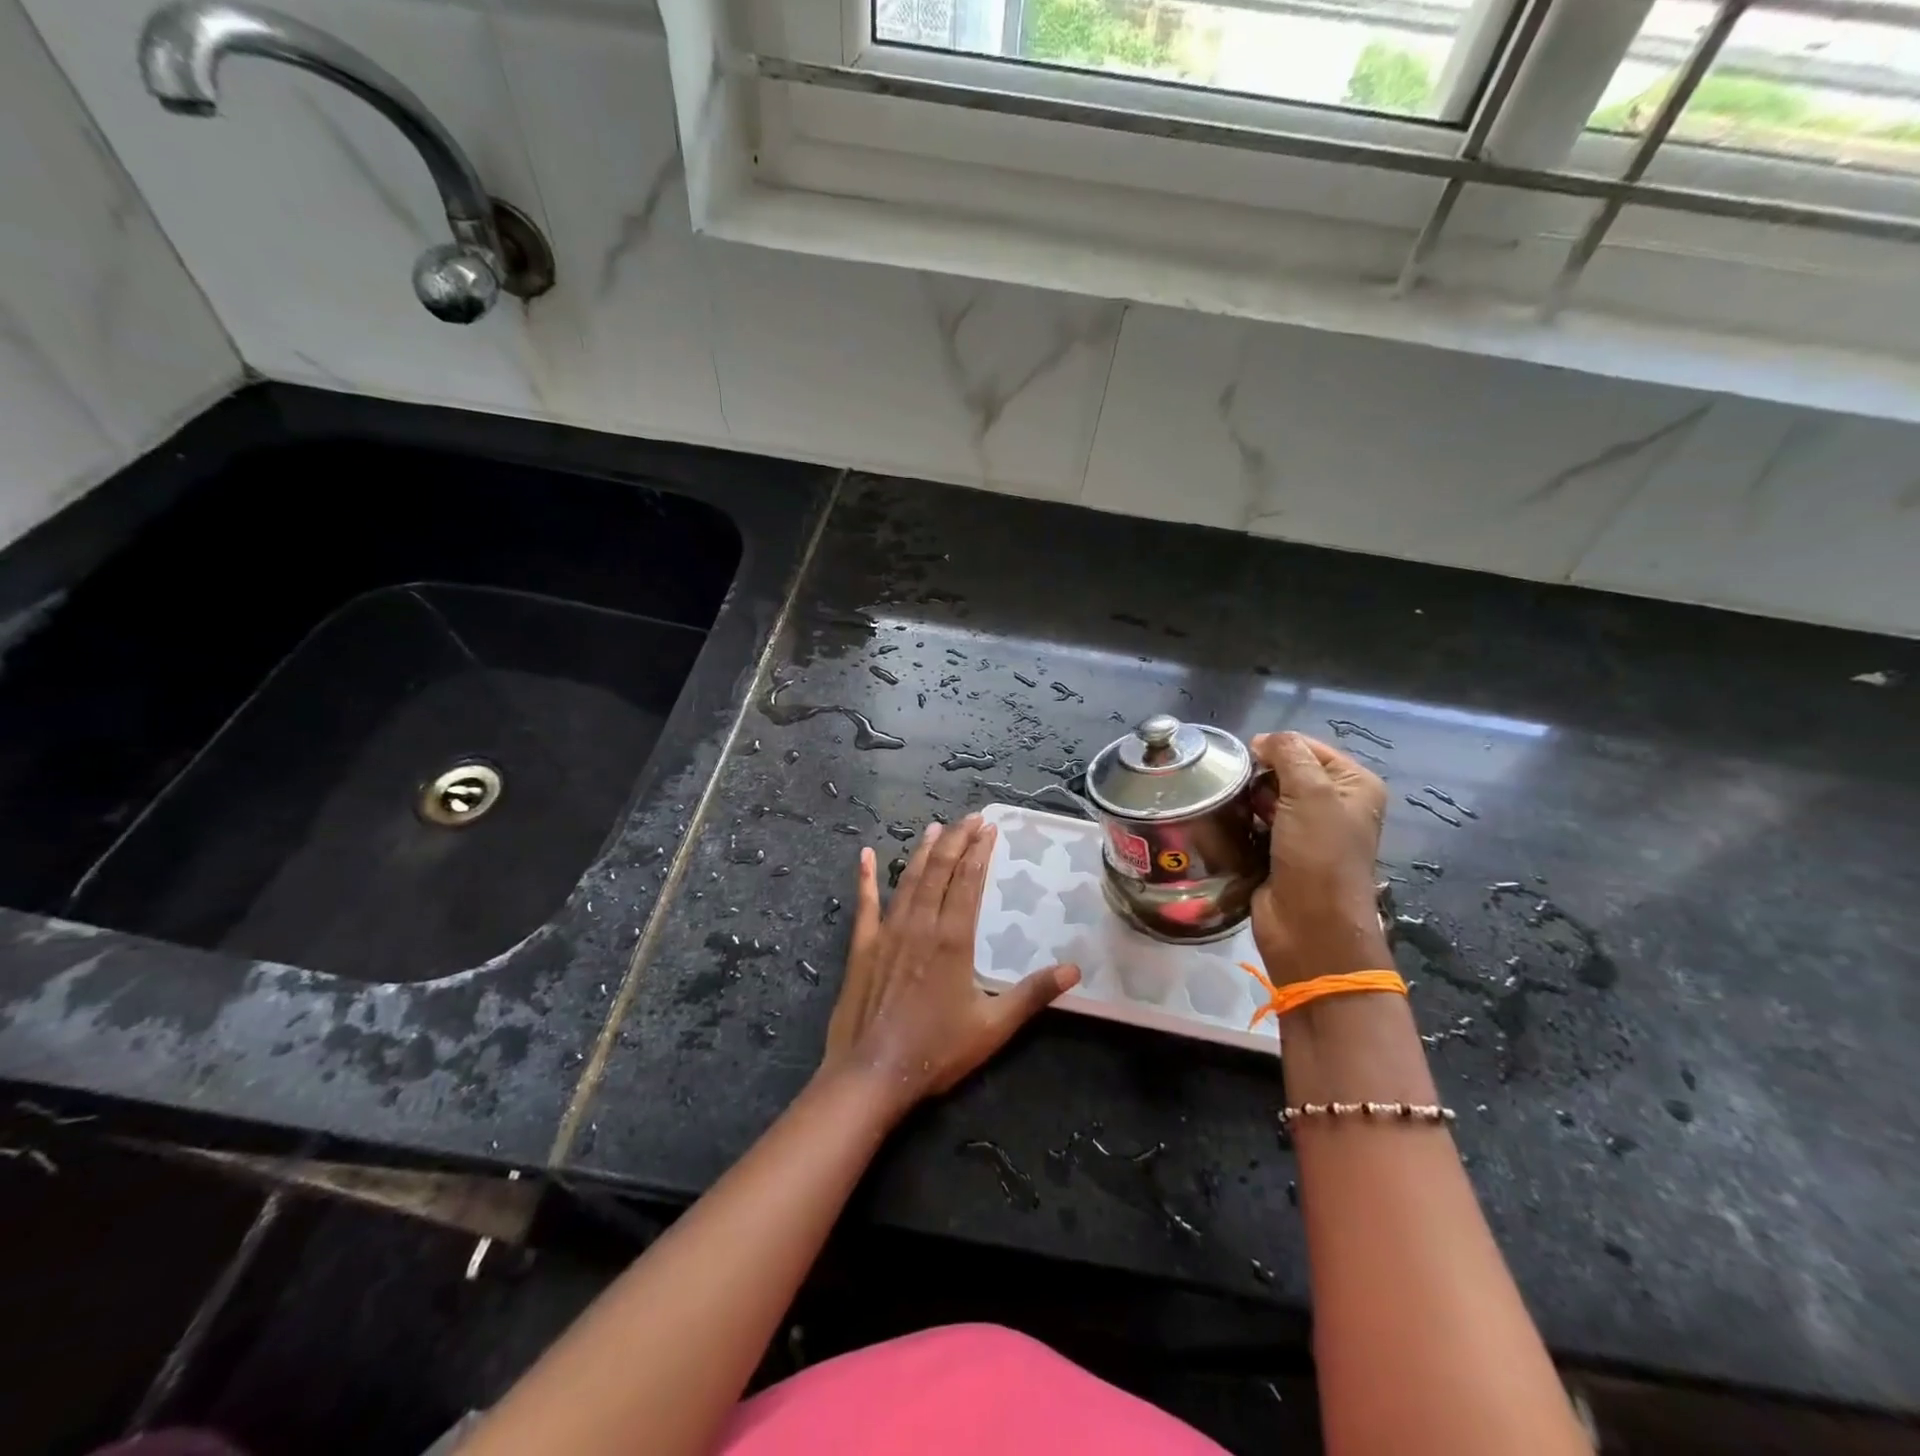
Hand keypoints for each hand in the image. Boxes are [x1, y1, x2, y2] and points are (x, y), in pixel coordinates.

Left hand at [821, 816, 1078, 1119]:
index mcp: (953, 938)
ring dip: (924, 851)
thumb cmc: (936, 1050)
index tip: (990, 829)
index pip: (969, 881)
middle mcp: (920, 924)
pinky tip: (865, 855)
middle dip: (956, 840)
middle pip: (940, 870)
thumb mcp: (993, 1027)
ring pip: (909, 879)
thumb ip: (1033, 995)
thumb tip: (1074, 970)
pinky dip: (866, 878)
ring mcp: (887, 932)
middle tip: (970, 818)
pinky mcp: (862, 946)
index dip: (980, 852)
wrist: (872, 1074)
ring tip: (936, 828)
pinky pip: (865, 903)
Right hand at [1249, 732, 1390, 985]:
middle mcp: (1334, 803)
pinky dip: (1243, 821)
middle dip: (1260, 775)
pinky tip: (1231, 824)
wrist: (1308, 925)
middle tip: (1241, 789)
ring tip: (1232, 807)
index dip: (1276, 748)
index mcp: (1354, 784)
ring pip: (1267, 796)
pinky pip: (1257, 822)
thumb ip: (1289, 754)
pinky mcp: (1281, 850)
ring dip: (1248, 798)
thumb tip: (1263, 740)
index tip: (1248, 759)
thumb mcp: (1311, 793)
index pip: (1307, 747)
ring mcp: (1307, 829)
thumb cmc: (1318, 855)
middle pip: (1286, 769)